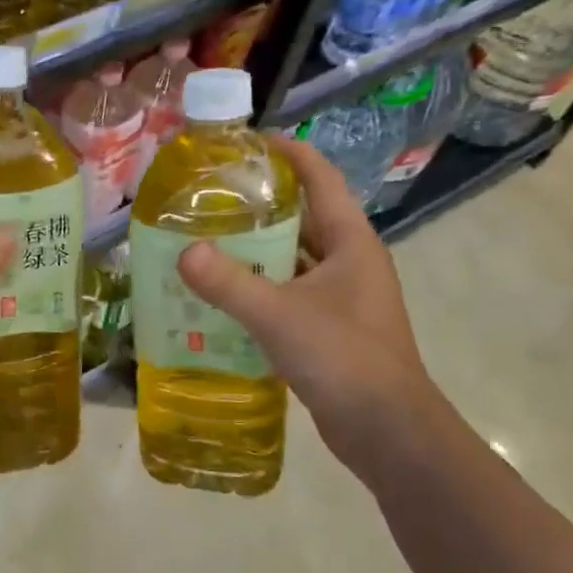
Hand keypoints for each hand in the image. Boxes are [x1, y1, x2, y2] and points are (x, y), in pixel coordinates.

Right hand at [177, 134, 438, 459]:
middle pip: (302, 219)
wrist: (388, 431)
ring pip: (292, 261)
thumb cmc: (344, 359)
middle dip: (259, 206)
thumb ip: (229, 283)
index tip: (247, 141)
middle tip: (208, 198)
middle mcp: (349, 263)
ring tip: (204, 243)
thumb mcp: (279, 316)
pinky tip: (220, 298)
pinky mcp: (329, 330)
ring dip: (254, 252)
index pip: (321, 179)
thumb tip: (184, 251)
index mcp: (350, 243)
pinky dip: (257, 291)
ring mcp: (340, 299)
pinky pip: (287, 296)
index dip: (289, 154)